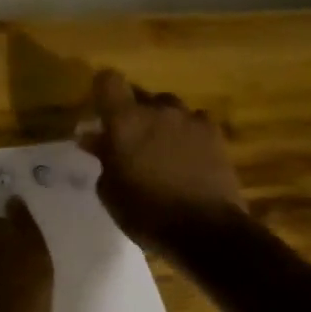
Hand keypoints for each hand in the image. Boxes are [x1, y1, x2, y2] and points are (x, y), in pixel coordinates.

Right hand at [77, 69, 245, 245]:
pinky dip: (189, 133)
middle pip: (141, 95)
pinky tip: (188, 155)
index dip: (103, 91)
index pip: (108, 80)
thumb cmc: (145, 211)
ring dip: (162, 121)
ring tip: (161, 147)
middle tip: (129, 138)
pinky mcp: (216, 136)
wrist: (206, 231)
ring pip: (170, 107)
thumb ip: (102, 157)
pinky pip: (196, 122)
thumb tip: (93, 138)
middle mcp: (157, 111)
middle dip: (133, 112)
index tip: (100, 110)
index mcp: (125, 120)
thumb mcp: (110, 189)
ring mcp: (190, 120)